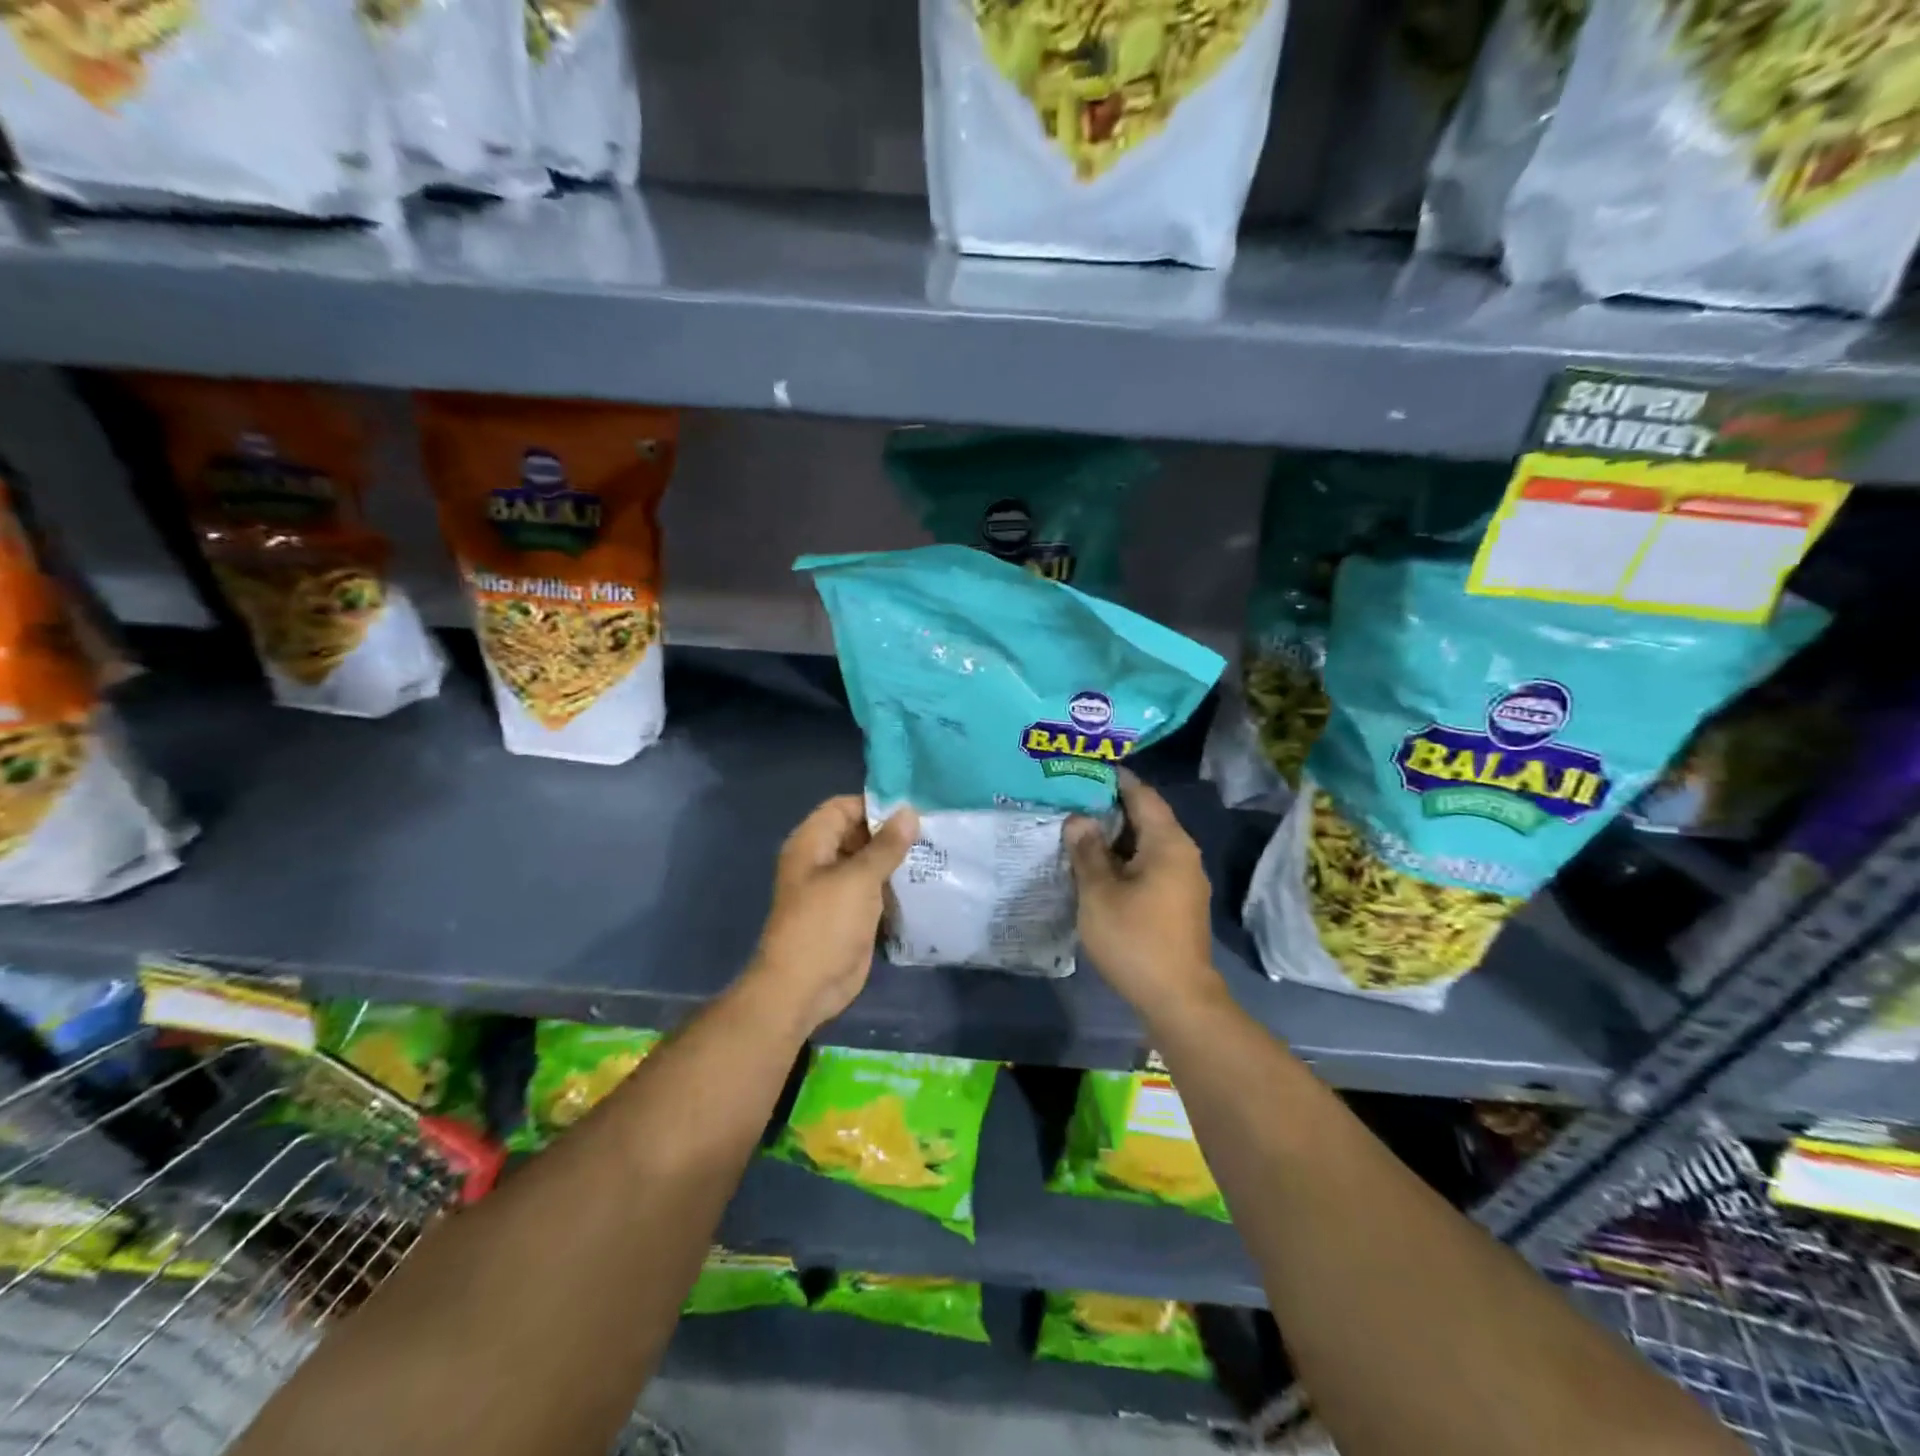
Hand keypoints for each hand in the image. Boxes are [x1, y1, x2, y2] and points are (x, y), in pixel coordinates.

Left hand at [746, 795, 917, 1033]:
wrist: (804, 988)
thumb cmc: (824, 925)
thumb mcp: (858, 879)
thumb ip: (886, 845)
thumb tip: (910, 811)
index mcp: (812, 844)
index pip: (843, 807)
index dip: (874, 804)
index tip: (913, 809)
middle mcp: (822, 861)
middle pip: (858, 833)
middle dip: (891, 832)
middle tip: (933, 831)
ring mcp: (836, 889)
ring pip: (869, 863)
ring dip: (897, 860)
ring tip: (936, 852)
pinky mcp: (851, 914)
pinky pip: (875, 890)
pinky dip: (895, 885)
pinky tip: (925, 882)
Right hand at [1066, 770, 1222, 1017]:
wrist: (1177, 999)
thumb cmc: (1135, 939)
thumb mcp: (1099, 892)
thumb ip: (1087, 851)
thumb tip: (1079, 818)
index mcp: (1168, 843)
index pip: (1142, 794)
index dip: (1115, 779)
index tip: (1084, 769)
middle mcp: (1183, 853)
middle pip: (1146, 817)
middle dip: (1110, 807)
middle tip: (1071, 800)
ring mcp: (1184, 879)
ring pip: (1147, 844)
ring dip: (1116, 836)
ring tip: (1078, 831)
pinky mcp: (1179, 901)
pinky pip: (1150, 865)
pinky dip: (1125, 859)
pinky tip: (1098, 867)